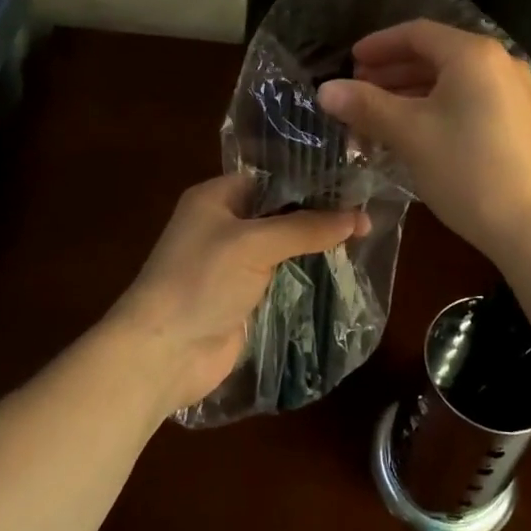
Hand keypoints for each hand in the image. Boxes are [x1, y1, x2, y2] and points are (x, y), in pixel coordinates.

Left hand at [107, 175, 367, 416]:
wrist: (163, 354)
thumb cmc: (200, 281)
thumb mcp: (254, 244)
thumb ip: (306, 227)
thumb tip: (359, 217)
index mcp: (215, 197)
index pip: (271, 177)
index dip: (310, 178)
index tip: (352, 181)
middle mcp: (224, 224)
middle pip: (280, 211)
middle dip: (318, 212)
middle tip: (367, 210)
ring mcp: (233, 263)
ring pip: (284, 245)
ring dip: (315, 244)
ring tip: (365, 236)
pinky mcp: (244, 296)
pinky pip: (282, 275)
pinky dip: (307, 272)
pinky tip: (342, 268)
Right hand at [316, 20, 530, 260]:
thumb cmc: (467, 170)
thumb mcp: (410, 134)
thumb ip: (366, 105)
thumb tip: (325, 90)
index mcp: (473, 54)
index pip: (417, 33)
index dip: (379, 45)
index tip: (349, 61)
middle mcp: (499, 62)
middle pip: (435, 54)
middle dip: (392, 70)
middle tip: (358, 90)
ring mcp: (514, 92)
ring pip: (451, 80)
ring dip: (411, 91)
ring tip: (377, 113)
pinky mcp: (520, 120)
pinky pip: (469, 99)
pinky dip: (436, 107)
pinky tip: (413, 131)